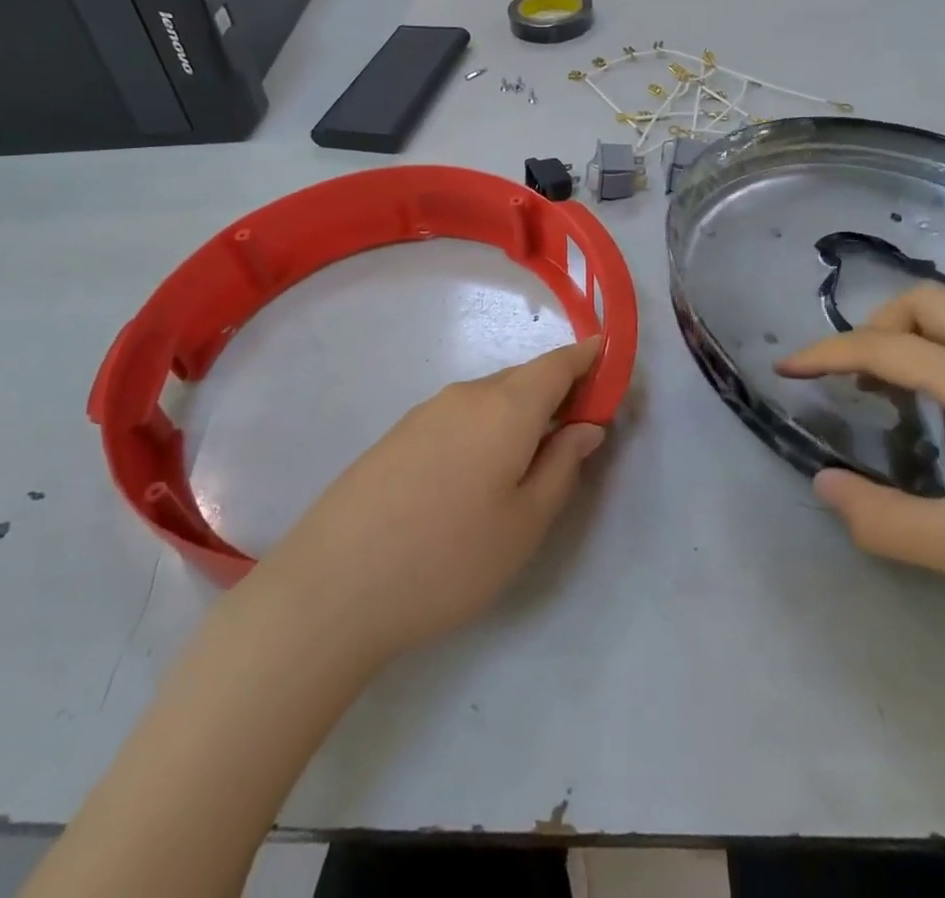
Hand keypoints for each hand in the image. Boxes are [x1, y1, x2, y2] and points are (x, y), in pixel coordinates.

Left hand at [263, 339, 607, 660]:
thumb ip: (563, 465)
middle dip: (557, 393)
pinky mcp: (399, 435)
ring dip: (520, 414)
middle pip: (524, 378)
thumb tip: (586, 426)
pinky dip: (487, 427)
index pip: (558, 363)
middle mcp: (466, 395)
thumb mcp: (526, 522)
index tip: (610, 363)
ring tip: (530, 462)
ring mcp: (426, 412)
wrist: (334, 585)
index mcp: (506, 406)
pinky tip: (478, 476)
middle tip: (577, 432)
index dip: (588, 358)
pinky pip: (460, 415)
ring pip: (491, 398)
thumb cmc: (449, 557)